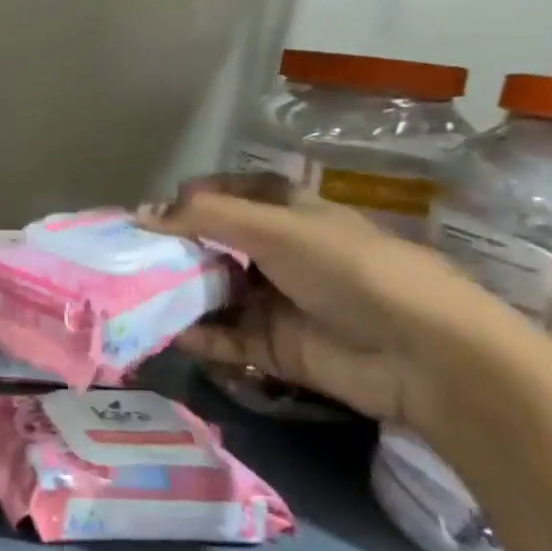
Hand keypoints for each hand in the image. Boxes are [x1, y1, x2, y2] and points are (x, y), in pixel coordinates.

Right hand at [144, 178, 551, 550]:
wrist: (424, 356)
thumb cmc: (352, 271)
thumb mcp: (277, 229)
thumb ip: (208, 218)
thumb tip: (142, 214)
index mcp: (291, 215)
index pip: (233, 195)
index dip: (194, 199)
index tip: (151, 213)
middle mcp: (280, 254)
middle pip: (216, 246)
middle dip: (175, 250)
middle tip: (127, 257)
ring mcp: (277, 301)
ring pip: (215, 292)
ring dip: (178, 293)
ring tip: (130, 295)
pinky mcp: (274, 346)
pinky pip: (224, 336)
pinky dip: (195, 334)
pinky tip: (161, 331)